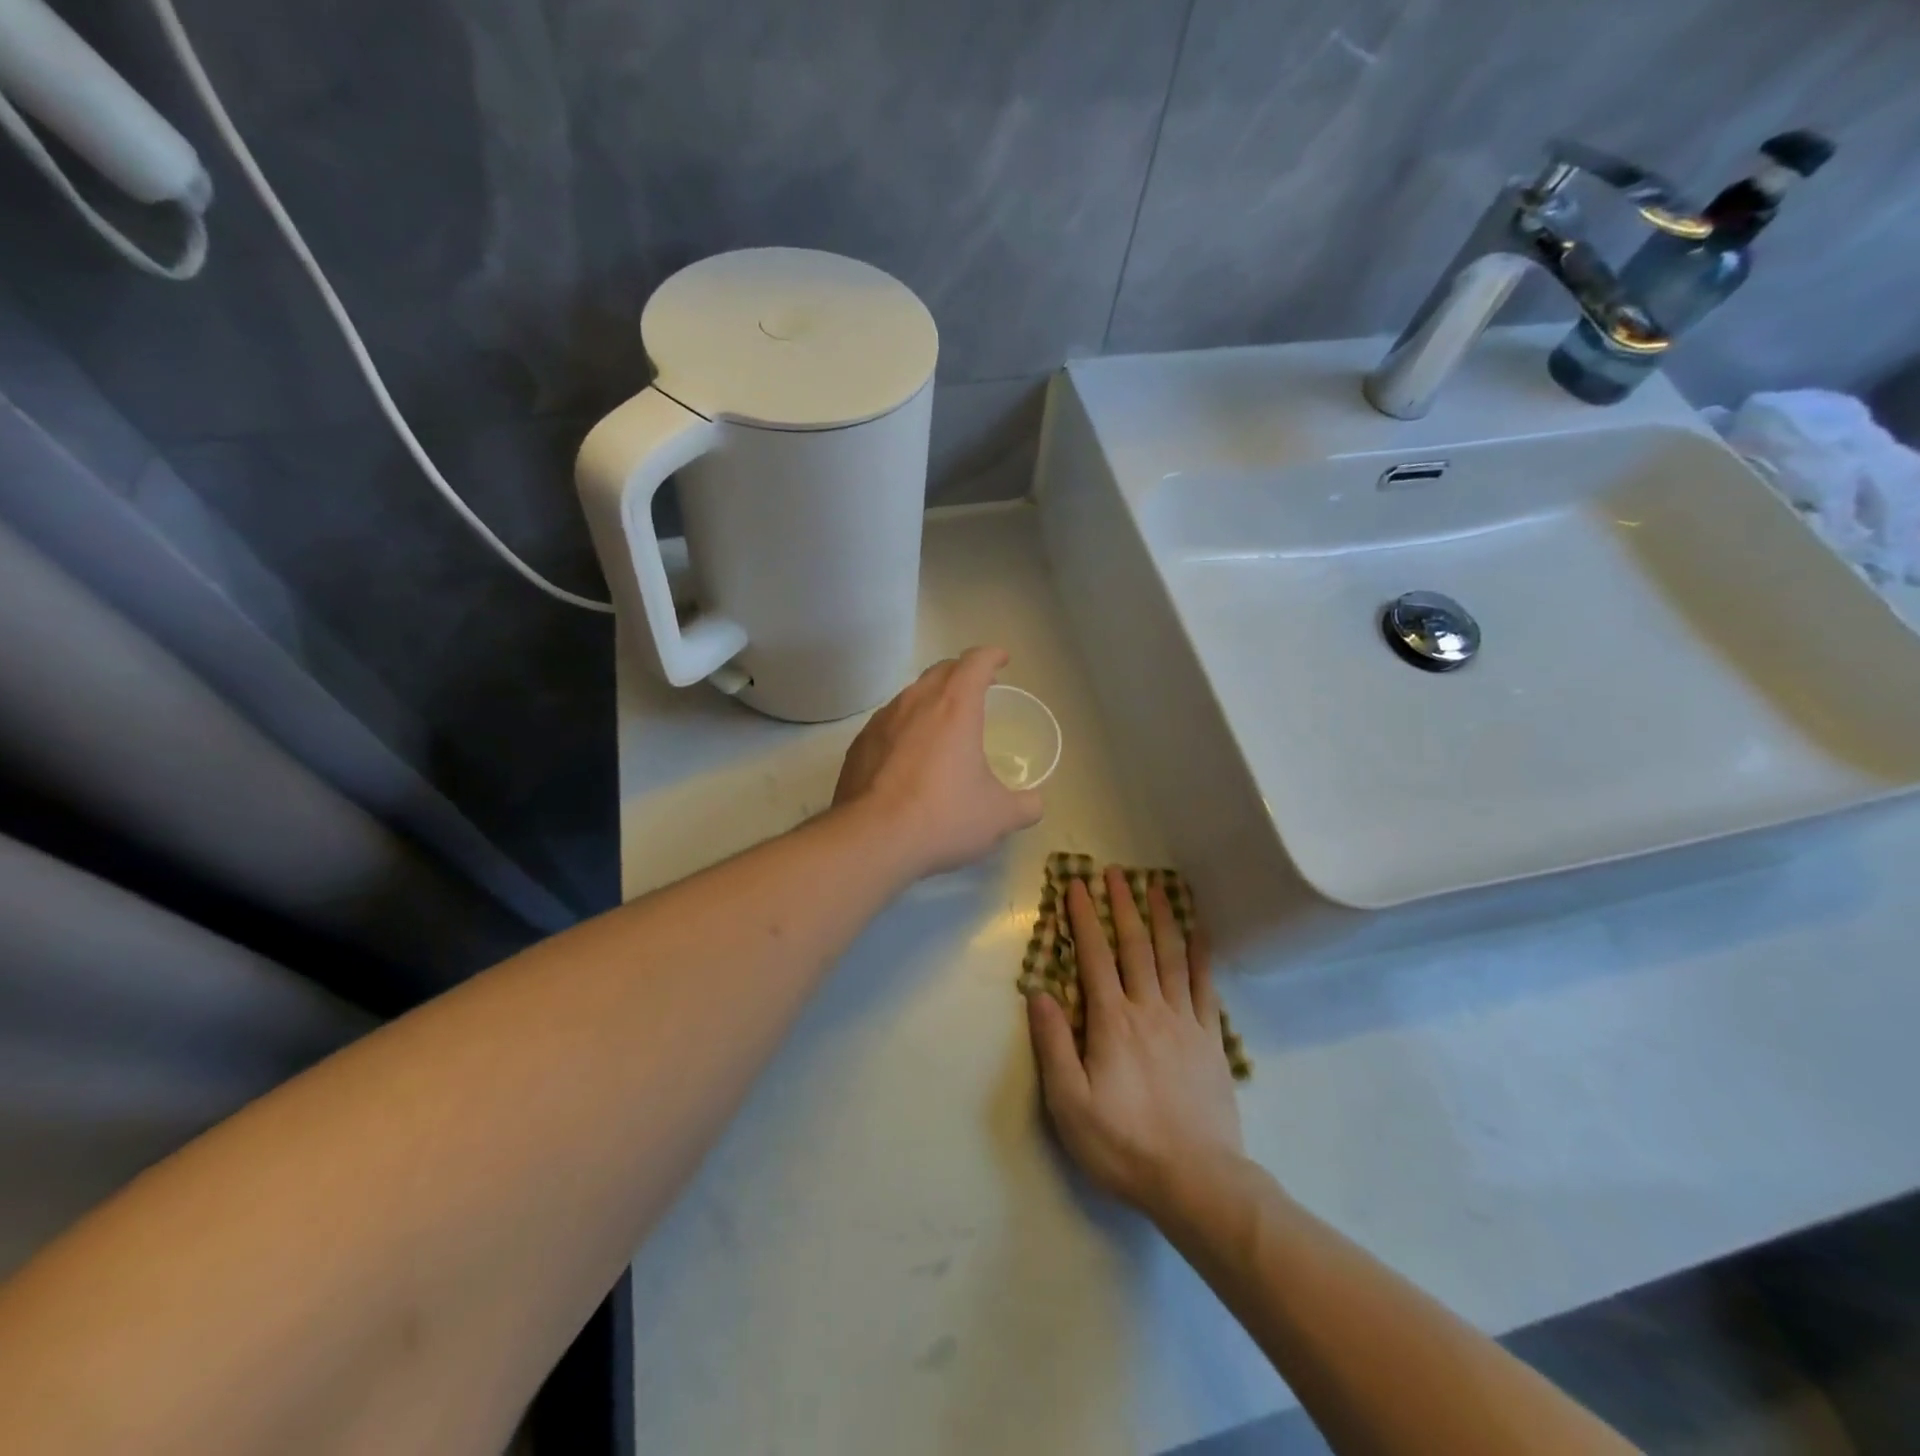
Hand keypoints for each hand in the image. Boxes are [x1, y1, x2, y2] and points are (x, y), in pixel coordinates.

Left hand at [834, 646, 1043, 879]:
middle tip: (978, 689)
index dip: (992, 656)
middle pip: (940, 670)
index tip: (1002, 659)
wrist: (872, 840)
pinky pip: (888, 723)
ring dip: (931, 699)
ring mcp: (881, 721)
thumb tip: (1034, 804)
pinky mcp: (859, 745)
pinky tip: (909, 756)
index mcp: (955, 706)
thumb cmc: (944, 817)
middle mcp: (915, 702)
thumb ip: (1025, 805)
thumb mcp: (999, 816)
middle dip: (962, 672)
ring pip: (910, 695)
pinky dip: (905, 727)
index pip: (975, 662)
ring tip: (943, 723)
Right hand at [1026, 868, 1243, 1216]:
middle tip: (1115, 872)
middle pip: (1134, 946)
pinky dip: (1201, 954)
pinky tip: (1200, 933)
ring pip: (1172, 957)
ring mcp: (1185, 1022)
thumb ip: (1053, 1044)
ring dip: (1162, 918)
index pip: (1094, 957)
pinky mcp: (1211, 1040)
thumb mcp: (1069, 1103)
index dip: (1083, 918)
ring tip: (1156, 885)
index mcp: (1112, 1021)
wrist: (1197, 1181)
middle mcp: (1149, 1009)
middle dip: (1122, 905)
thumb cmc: (1123, 1144)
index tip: (1076, 885)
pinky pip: (1205, 986)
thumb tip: (1038, 992)